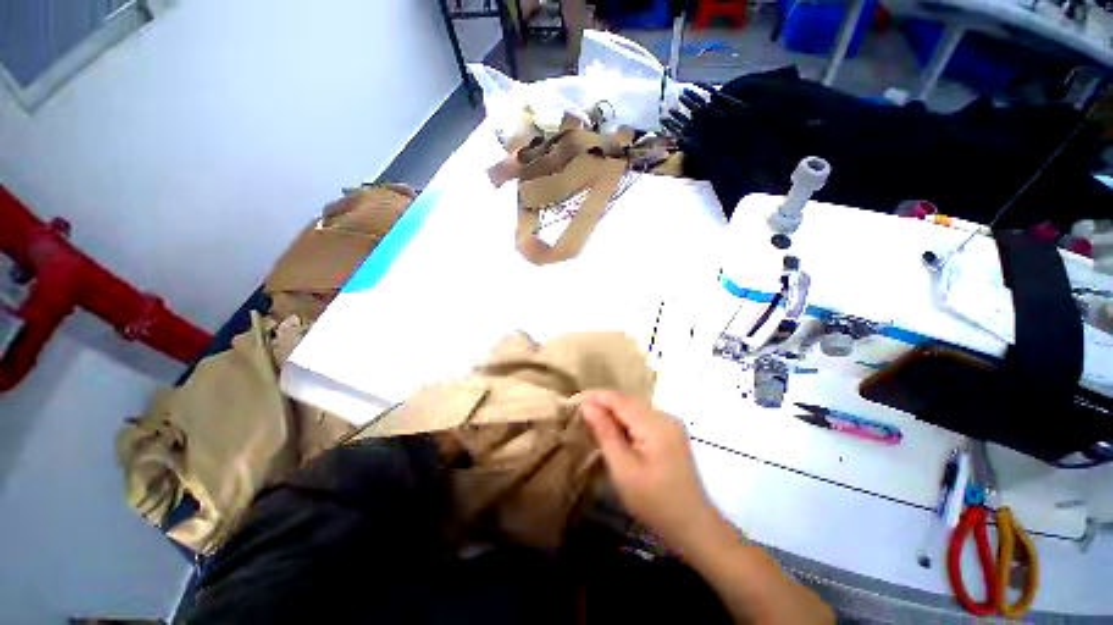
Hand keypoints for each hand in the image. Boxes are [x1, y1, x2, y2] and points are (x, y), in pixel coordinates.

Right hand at [578, 390, 722, 551]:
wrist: (694, 527)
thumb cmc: (655, 503)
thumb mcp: (623, 469)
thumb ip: (605, 433)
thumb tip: (587, 405)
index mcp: (655, 423)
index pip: (619, 398)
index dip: (595, 396)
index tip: (573, 400)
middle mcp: (665, 416)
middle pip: (627, 400)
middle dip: (602, 402)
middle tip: (579, 411)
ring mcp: (671, 423)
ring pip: (634, 407)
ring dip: (612, 411)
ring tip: (591, 419)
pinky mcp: (671, 432)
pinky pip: (642, 417)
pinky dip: (624, 420)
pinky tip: (613, 430)